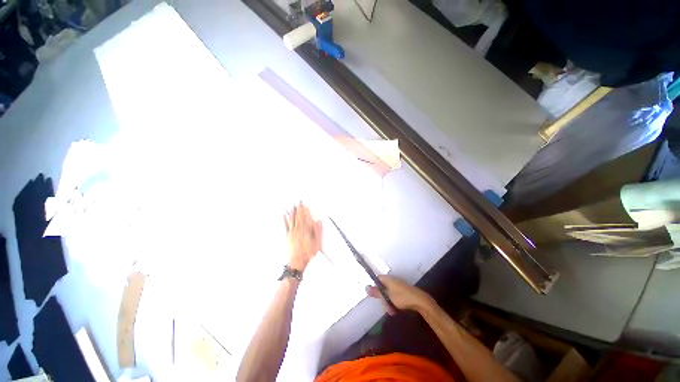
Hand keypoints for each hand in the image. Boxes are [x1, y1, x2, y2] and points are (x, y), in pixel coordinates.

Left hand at [284, 203, 322, 271]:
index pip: (306, 218)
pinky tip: (284, 215)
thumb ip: (318, 231)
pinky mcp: (288, 236)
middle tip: (299, 202)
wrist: (297, 261)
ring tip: (293, 205)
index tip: (306, 205)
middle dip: (299, 209)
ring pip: (292, 219)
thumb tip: (319, 221)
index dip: (306, 211)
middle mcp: (299, 230)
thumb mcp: (317, 243)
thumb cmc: (308, 253)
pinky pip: (286, 225)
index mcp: (306, 231)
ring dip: (293, 212)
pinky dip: (285, 219)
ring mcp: (292, 232)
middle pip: (299, 217)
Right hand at [367, 275, 434, 314]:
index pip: (377, 279)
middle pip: (383, 287)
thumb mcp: (387, 296)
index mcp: (387, 278)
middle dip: (383, 298)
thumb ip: (376, 292)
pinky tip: (396, 310)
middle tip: (385, 307)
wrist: (419, 300)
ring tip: (391, 311)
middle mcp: (392, 280)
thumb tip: (365, 287)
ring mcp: (398, 285)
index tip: (375, 295)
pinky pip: (395, 295)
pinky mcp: (403, 291)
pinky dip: (394, 302)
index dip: (375, 286)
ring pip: (389, 293)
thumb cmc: (401, 297)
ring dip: (389, 302)